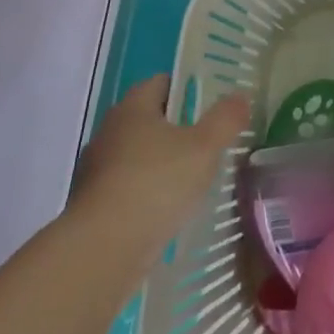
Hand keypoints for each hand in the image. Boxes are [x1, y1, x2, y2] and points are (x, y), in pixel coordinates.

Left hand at [69, 75, 250, 274]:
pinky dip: (146, 194)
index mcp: (132, 108)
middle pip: (148, 120)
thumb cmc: (156, 183)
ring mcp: (96, 171)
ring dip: (161, 164)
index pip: (161, 83)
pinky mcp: (92, 206)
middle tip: (209, 142)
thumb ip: (225, 119)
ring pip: (136, 156)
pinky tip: (168, 211)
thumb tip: (240, 96)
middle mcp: (109, 132)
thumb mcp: (204, 147)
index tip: (211, 105)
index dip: (187, 88)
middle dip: (177, 129)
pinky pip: (127, 189)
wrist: (103, 250)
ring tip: (193, 180)